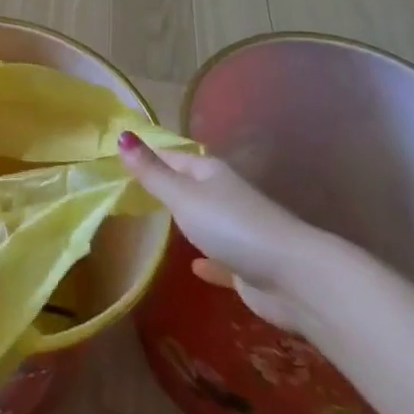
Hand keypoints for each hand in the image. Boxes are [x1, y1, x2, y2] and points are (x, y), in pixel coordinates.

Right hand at [118, 130, 322, 329]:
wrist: (293, 278)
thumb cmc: (232, 227)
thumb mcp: (183, 196)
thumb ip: (152, 172)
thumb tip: (122, 135)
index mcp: (210, 173)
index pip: (173, 155)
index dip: (149, 155)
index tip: (120, 156)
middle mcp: (225, 196)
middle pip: (190, 186)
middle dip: (165, 187)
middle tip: (130, 191)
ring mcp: (239, 230)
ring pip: (205, 221)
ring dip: (186, 222)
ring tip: (155, 224)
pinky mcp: (247, 265)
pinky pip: (220, 258)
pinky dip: (208, 261)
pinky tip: (194, 268)